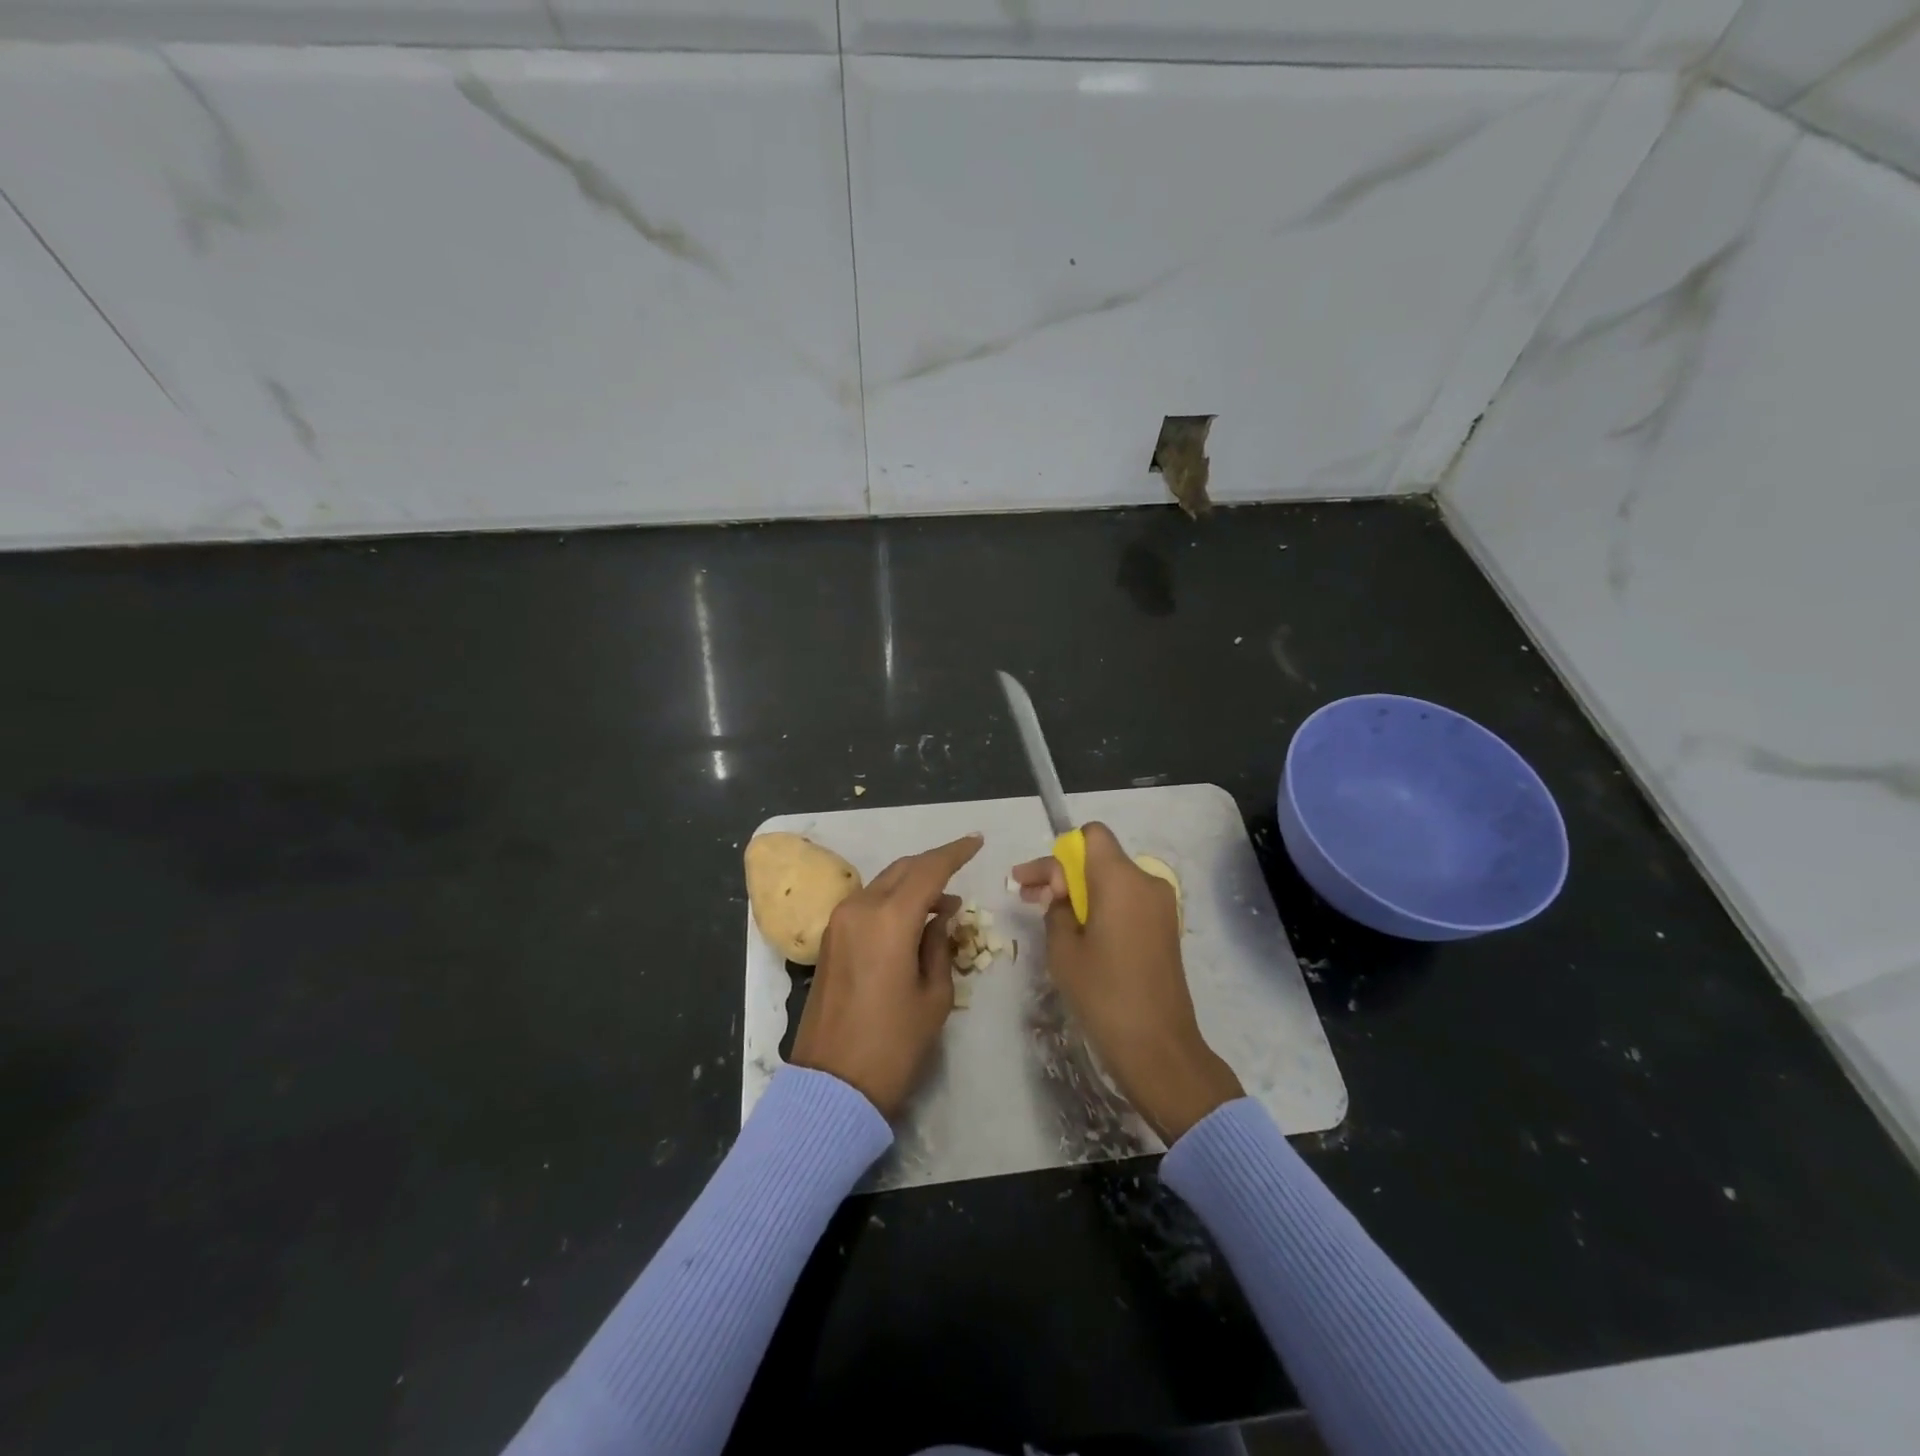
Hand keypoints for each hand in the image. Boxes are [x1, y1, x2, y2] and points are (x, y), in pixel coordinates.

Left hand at [789, 833, 982, 1118]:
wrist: (832, 1085)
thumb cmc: (893, 1045)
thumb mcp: (934, 997)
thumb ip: (940, 946)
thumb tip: (941, 917)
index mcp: (889, 919)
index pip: (929, 870)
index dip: (955, 853)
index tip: (977, 841)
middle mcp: (860, 909)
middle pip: (903, 870)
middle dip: (934, 865)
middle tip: (963, 867)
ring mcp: (839, 922)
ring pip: (884, 884)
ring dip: (913, 884)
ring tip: (945, 903)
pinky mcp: (830, 939)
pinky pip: (868, 904)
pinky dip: (894, 901)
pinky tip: (915, 919)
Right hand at [1011, 823, 1242, 1141]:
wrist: (1158, 1047)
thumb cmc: (1104, 994)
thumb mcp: (1064, 950)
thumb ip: (1056, 908)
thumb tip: (1060, 892)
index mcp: (1121, 879)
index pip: (1091, 836)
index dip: (1061, 852)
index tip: (1038, 882)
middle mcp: (1147, 881)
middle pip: (1099, 857)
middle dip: (1062, 872)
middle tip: (1026, 895)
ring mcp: (1162, 905)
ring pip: (1113, 879)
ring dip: (1080, 890)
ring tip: (1047, 915)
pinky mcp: (1166, 927)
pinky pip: (1128, 900)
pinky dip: (1102, 905)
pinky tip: (1079, 931)